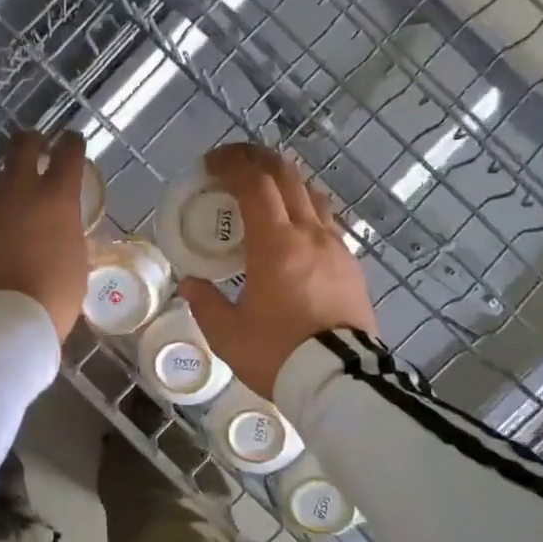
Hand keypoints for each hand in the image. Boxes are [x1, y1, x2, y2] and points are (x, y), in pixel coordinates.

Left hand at [0, 130, 90, 340]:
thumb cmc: (52, 298)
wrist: (0, 320)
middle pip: (22, 144)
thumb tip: (60, 229)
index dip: (71, 144)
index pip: (69, 152)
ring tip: (0, 203)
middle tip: (34, 148)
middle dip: (31, 141)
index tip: (71, 142)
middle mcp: (18, 190)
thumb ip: (67, 235)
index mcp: (56, 198)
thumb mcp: (75, 263)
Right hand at [178, 144, 377, 398]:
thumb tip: (192, 284)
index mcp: (276, 245)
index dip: (231, 165)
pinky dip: (304, 209)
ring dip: (285, 182)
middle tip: (233, 163)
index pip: (255, 184)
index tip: (210, 164)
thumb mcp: (227, 334)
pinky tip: (293, 228)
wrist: (340, 381)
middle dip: (258, 160)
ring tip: (263, 190)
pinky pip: (326, 222)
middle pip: (287, 177)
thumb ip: (205, 303)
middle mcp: (310, 235)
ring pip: (312, 195)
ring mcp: (336, 247)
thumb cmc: (278, 354)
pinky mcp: (351, 265)